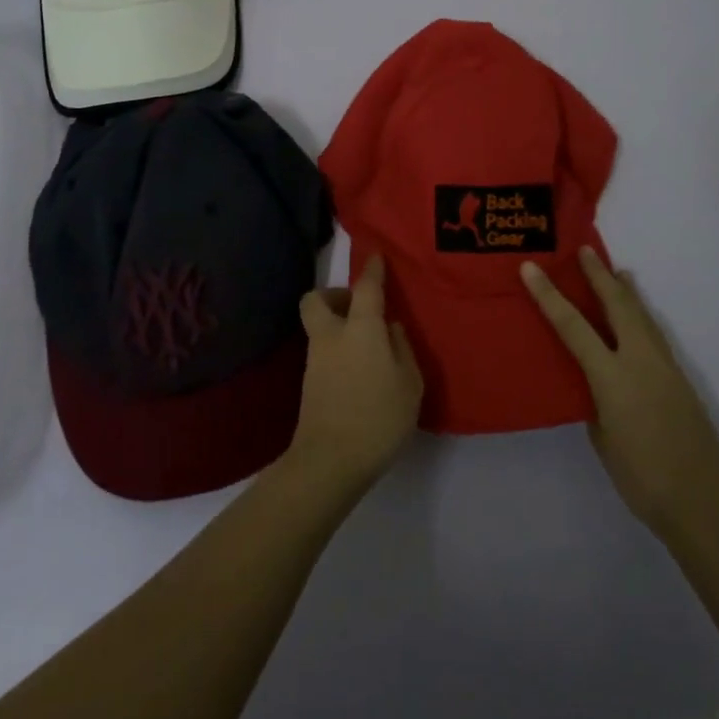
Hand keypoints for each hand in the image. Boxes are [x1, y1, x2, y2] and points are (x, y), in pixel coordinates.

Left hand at [289, 255, 423, 494]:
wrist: (329, 460)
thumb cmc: (378, 417)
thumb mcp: (409, 384)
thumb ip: (402, 349)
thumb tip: (391, 329)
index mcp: (360, 328)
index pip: (366, 287)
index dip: (372, 270)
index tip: (376, 258)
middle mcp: (332, 335)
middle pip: (317, 299)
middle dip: (334, 295)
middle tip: (359, 308)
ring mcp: (315, 359)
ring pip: (319, 326)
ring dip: (337, 325)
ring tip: (367, 346)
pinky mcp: (309, 383)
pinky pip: (322, 351)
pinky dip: (336, 350)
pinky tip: (357, 370)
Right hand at [522, 248, 718, 543]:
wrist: (703, 503)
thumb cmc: (641, 477)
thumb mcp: (602, 437)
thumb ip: (595, 400)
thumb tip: (596, 383)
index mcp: (612, 378)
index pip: (573, 327)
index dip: (549, 295)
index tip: (530, 268)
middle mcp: (640, 362)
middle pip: (617, 306)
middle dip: (599, 276)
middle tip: (585, 250)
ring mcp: (665, 368)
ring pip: (642, 316)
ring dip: (625, 291)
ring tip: (616, 271)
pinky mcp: (680, 379)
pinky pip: (654, 334)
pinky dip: (641, 315)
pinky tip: (638, 316)